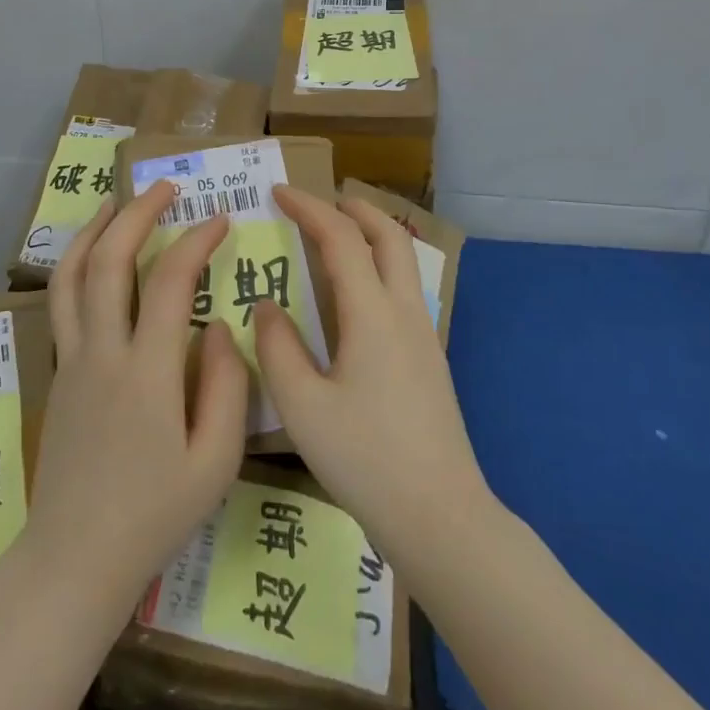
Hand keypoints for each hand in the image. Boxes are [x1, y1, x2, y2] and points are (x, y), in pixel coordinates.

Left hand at [22, 182, 248, 604]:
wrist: (76, 559)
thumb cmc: (155, 514)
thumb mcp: (215, 462)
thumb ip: (226, 387)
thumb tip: (219, 327)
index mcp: (146, 372)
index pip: (169, 283)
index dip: (196, 242)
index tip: (220, 220)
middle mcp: (102, 353)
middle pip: (109, 262)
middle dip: (138, 214)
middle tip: (165, 188)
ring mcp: (73, 360)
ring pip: (71, 276)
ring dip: (95, 230)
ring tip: (117, 201)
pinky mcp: (59, 373)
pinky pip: (62, 303)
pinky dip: (76, 265)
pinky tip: (92, 256)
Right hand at [253, 186, 490, 562]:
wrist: (441, 516)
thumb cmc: (366, 460)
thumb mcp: (303, 408)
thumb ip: (279, 348)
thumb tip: (268, 305)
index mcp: (372, 314)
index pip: (340, 238)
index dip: (309, 208)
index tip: (278, 193)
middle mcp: (403, 312)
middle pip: (388, 236)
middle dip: (354, 208)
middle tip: (320, 201)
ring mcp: (423, 335)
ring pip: (401, 262)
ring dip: (371, 235)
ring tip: (336, 238)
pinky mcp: (429, 359)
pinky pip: (402, 290)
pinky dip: (377, 267)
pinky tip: (354, 298)